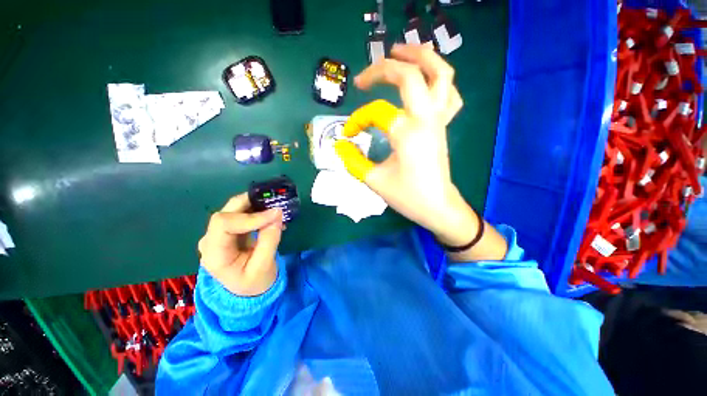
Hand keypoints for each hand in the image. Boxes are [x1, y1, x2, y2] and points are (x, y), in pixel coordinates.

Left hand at [198, 193, 282, 295]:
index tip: (274, 214)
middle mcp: (210, 240)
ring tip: (274, 209)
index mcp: (214, 254)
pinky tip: (269, 215)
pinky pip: (241, 214)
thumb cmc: (255, 282)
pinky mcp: (228, 231)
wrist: (247, 291)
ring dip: (254, 205)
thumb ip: (269, 240)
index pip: (224, 224)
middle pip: (226, 213)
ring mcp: (218, 234)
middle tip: (274, 202)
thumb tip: (277, 214)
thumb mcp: (264, 266)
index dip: (250, 216)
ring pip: (233, 209)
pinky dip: (256, 210)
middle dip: (251, 204)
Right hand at [336, 44, 506, 260]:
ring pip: (440, 75)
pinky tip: (424, 81)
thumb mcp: (374, 180)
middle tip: (364, 78)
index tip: (348, 135)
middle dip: (384, 69)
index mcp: (407, 133)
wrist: (437, 207)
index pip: (376, 112)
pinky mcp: (443, 126)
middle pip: (411, 75)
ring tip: (400, 53)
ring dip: (421, 58)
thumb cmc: (408, 196)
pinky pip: (449, 94)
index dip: (357, 120)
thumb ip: (353, 160)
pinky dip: (438, 80)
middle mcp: (426, 119)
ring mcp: (439, 120)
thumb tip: (339, 145)